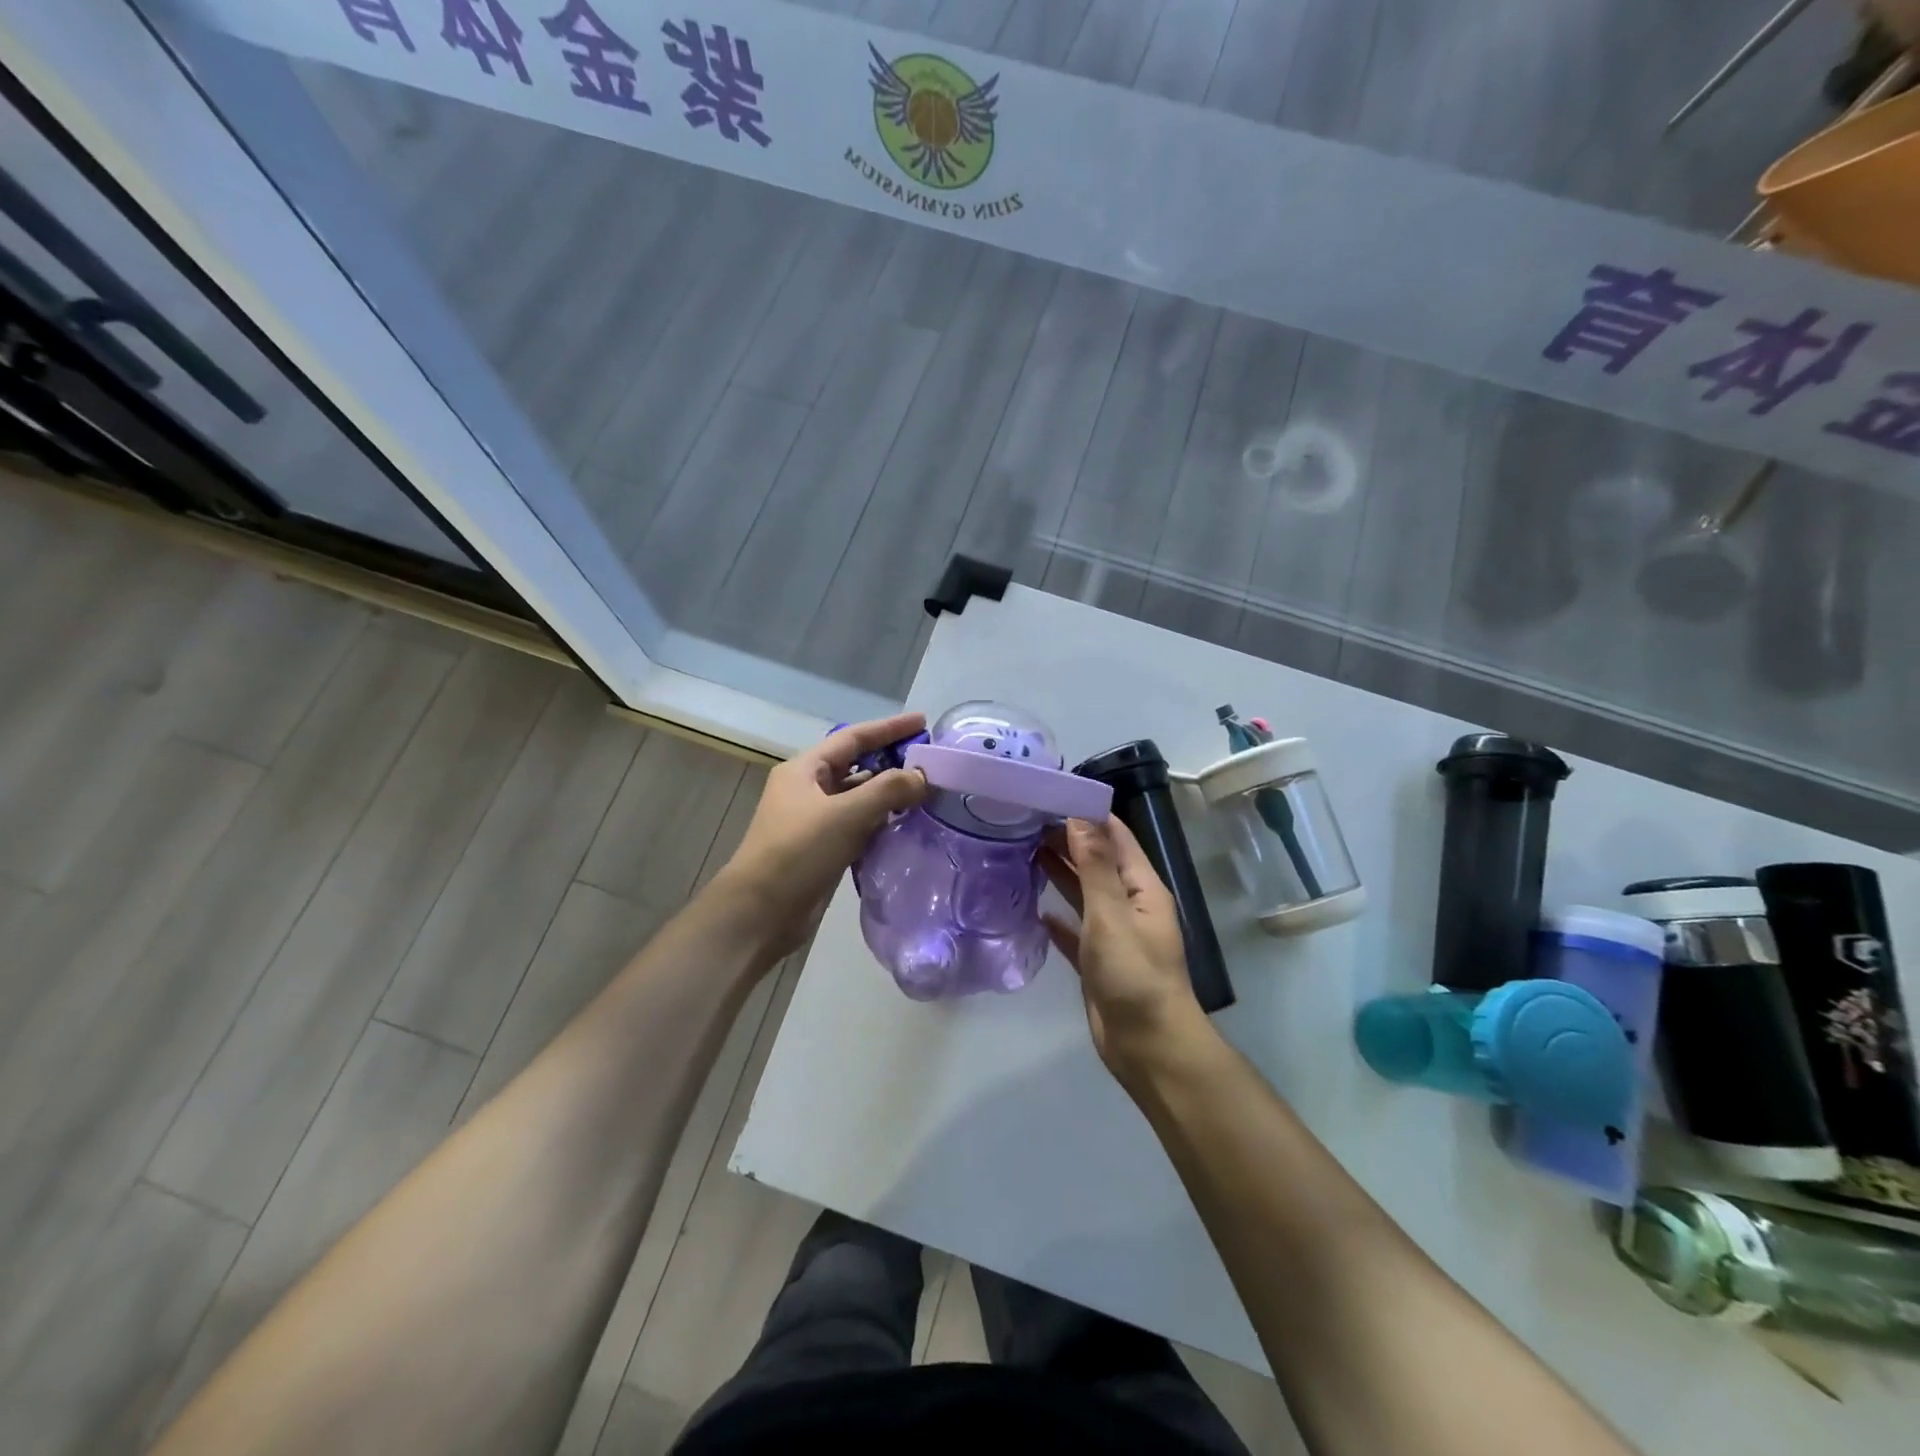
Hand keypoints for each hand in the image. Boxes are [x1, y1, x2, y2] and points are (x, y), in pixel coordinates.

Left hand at [717, 713, 929, 957]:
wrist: (760, 913)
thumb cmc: (798, 852)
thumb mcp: (845, 814)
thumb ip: (888, 790)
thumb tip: (922, 776)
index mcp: (805, 770)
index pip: (853, 737)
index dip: (888, 728)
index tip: (923, 722)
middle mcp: (808, 789)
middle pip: (857, 766)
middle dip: (892, 761)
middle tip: (930, 762)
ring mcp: (815, 820)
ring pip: (859, 798)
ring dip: (889, 794)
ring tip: (927, 793)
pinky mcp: (823, 849)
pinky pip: (858, 826)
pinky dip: (881, 822)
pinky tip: (906, 826)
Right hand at [1041, 817, 1210, 1083]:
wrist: (1147, 1047)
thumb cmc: (1134, 975)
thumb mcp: (1111, 914)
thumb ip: (1094, 867)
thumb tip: (1079, 817)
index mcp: (1142, 888)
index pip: (1116, 837)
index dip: (1088, 814)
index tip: (1051, 795)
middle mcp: (1129, 905)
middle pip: (1097, 862)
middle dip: (1067, 840)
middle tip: (1024, 821)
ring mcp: (1113, 935)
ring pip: (1083, 894)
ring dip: (1059, 873)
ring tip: (1022, 851)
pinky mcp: (1097, 962)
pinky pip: (1074, 931)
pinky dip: (1058, 918)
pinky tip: (1035, 910)